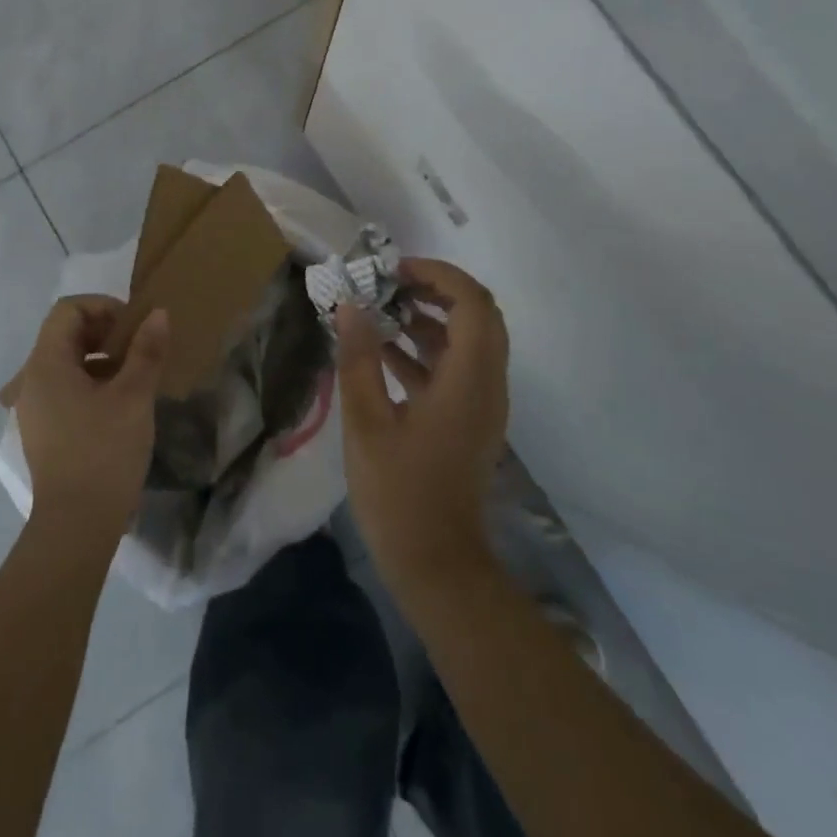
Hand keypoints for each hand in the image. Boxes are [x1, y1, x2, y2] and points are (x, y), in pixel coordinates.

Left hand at [14, 297, 168, 540]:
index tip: (134, 327)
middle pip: (65, 333)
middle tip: (138, 347)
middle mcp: (32, 380)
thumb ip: (146, 350)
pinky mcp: (44, 429)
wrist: (77, 525)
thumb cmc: (104, 451)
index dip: (103, 307)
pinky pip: (65, 388)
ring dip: (100, 357)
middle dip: (104, 331)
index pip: (68, 310)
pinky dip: (92, 382)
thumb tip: (158, 314)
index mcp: (46, 364)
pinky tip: (119, 403)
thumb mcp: (133, 396)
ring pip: (67, 362)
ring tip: (134, 375)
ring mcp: (35, 407)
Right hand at [338, 258, 508, 598]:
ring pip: (468, 340)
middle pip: (478, 315)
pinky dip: (426, 349)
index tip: (394, 270)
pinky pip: (456, 368)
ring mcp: (481, 404)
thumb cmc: (399, 494)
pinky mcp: (470, 420)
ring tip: (379, 309)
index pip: (473, 303)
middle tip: (389, 284)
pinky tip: (382, 350)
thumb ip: (358, 359)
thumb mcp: (366, 422)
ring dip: (429, 318)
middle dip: (435, 290)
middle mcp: (487, 384)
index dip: (438, 275)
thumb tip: (349, 304)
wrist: (437, 565)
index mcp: (469, 381)